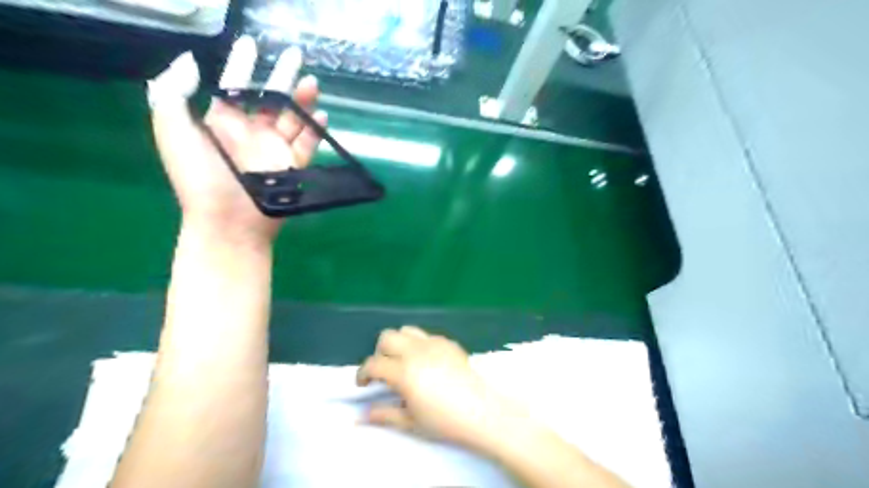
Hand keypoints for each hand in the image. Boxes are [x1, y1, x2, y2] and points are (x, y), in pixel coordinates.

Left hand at [148, 35, 327, 246]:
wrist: (230, 223)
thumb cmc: (200, 179)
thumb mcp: (173, 133)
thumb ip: (172, 94)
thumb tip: (192, 63)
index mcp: (221, 123)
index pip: (234, 86)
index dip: (242, 64)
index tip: (252, 44)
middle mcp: (250, 133)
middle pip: (270, 99)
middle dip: (283, 77)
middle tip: (297, 56)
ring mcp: (273, 150)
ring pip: (292, 118)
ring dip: (304, 100)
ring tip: (313, 82)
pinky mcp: (292, 166)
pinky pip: (307, 143)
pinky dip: (316, 130)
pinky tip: (323, 116)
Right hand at [355, 325, 529, 454]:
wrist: (481, 412)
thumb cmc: (444, 421)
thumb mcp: (410, 421)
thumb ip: (383, 414)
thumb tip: (360, 416)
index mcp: (404, 371)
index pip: (373, 364)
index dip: (362, 373)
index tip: (363, 384)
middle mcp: (416, 351)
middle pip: (386, 338)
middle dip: (379, 353)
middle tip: (385, 372)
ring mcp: (434, 343)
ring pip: (406, 331)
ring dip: (399, 344)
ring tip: (404, 363)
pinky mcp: (448, 342)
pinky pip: (427, 335)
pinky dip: (419, 345)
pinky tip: (427, 363)